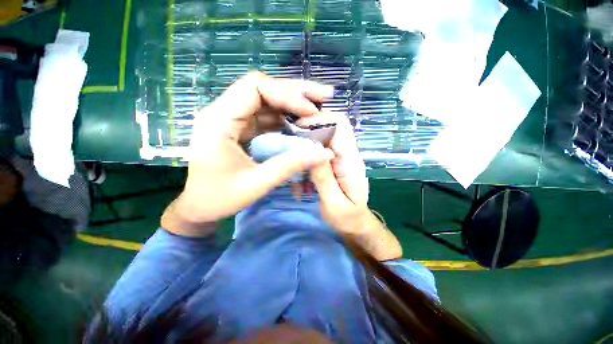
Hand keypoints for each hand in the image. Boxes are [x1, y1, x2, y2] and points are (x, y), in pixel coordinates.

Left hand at [171, 72, 334, 227]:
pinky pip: (266, 117)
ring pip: (267, 101)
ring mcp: (233, 120)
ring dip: (293, 103)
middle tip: (324, 95)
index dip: (287, 95)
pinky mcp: (241, 129)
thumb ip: (289, 166)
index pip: (255, 88)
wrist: (196, 208)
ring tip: (318, 107)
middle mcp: (224, 112)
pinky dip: (286, 118)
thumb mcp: (256, 184)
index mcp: (219, 120)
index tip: (311, 112)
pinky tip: (302, 123)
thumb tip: (323, 153)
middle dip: (296, 92)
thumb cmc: (218, 198)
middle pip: (263, 89)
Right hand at [307, 113, 402, 259]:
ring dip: (303, 157)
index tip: (297, 128)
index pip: (340, 124)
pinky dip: (306, 167)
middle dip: (305, 138)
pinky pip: (317, 157)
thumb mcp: (334, 203)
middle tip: (289, 154)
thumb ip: (324, 177)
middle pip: (327, 130)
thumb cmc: (348, 219)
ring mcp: (340, 159)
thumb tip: (312, 150)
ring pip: (318, 144)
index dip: (319, 119)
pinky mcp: (333, 166)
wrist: (357, 226)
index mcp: (350, 160)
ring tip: (297, 180)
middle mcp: (347, 155)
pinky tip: (302, 185)